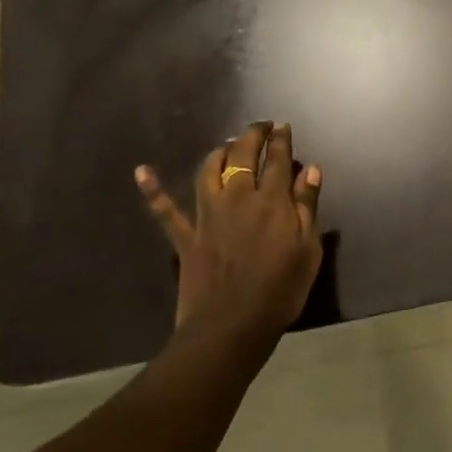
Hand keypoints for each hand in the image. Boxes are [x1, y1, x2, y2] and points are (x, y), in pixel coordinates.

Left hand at [135, 121, 323, 371]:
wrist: (231, 326)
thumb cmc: (281, 290)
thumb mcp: (308, 249)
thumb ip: (307, 206)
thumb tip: (309, 169)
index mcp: (272, 201)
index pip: (277, 159)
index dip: (280, 139)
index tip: (282, 125)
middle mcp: (238, 198)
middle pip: (242, 156)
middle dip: (251, 136)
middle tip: (259, 126)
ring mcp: (208, 216)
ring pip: (209, 172)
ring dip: (218, 153)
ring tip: (226, 146)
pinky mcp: (186, 237)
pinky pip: (165, 210)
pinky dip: (153, 190)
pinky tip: (142, 171)